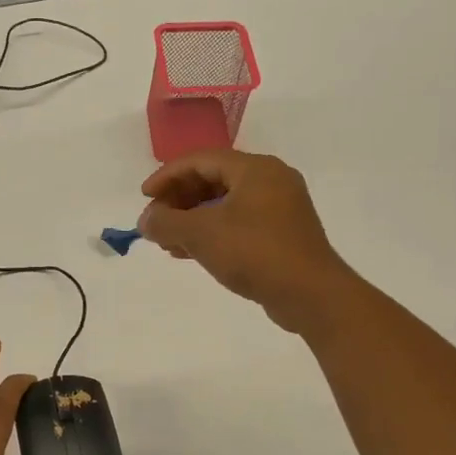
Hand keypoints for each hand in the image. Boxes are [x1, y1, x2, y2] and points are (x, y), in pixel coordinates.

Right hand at [138, 149, 354, 334]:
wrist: (311, 294)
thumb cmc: (255, 252)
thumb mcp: (201, 234)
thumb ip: (166, 222)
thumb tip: (145, 220)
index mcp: (255, 169)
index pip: (201, 160)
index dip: (168, 176)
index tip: (144, 197)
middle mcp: (271, 180)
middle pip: (214, 179)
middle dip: (179, 200)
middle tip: (156, 221)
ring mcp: (280, 208)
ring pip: (225, 204)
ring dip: (192, 219)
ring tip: (167, 241)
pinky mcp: (282, 234)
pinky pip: (238, 223)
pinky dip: (212, 233)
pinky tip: (190, 253)